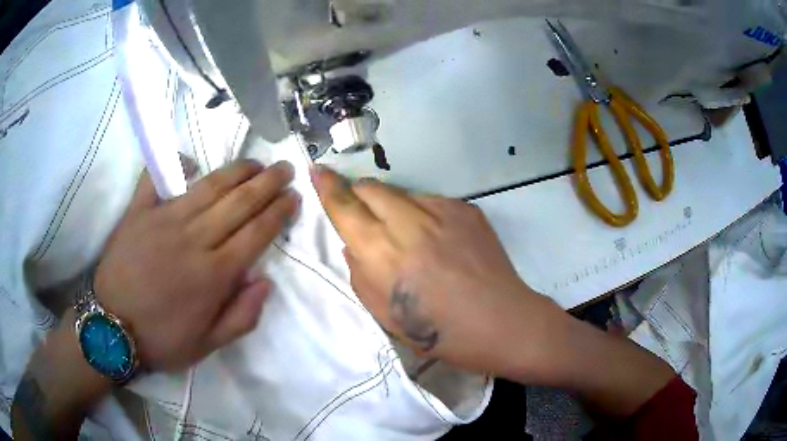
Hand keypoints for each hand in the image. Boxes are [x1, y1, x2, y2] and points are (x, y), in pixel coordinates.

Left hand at [94, 160, 298, 371]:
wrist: (111, 328)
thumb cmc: (161, 339)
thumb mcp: (208, 346)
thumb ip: (241, 317)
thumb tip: (265, 282)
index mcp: (213, 274)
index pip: (256, 233)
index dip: (278, 212)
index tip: (294, 197)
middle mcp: (194, 239)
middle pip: (239, 202)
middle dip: (267, 183)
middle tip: (285, 168)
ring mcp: (164, 220)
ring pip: (209, 186)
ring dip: (237, 170)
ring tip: (255, 163)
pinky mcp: (138, 212)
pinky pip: (157, 179)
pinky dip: (175, 165)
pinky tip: (191, 162)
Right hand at [311, 167, 564, 375]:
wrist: (500, 322)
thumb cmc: (438, 331)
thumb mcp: (383, 313)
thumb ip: (360, 272)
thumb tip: (355, 243)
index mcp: (382, 251)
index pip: (344, 205)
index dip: (327, 186)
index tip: (317, 171)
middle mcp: (409, 221)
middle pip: (370, 187)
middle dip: (358, 194)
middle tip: (363, 214)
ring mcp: (442, 210)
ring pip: (401, 192)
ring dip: (392, 207)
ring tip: (407, 236)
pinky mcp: (466, 208)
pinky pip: (430, 201)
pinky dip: (422, 214)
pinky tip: (437, 240)